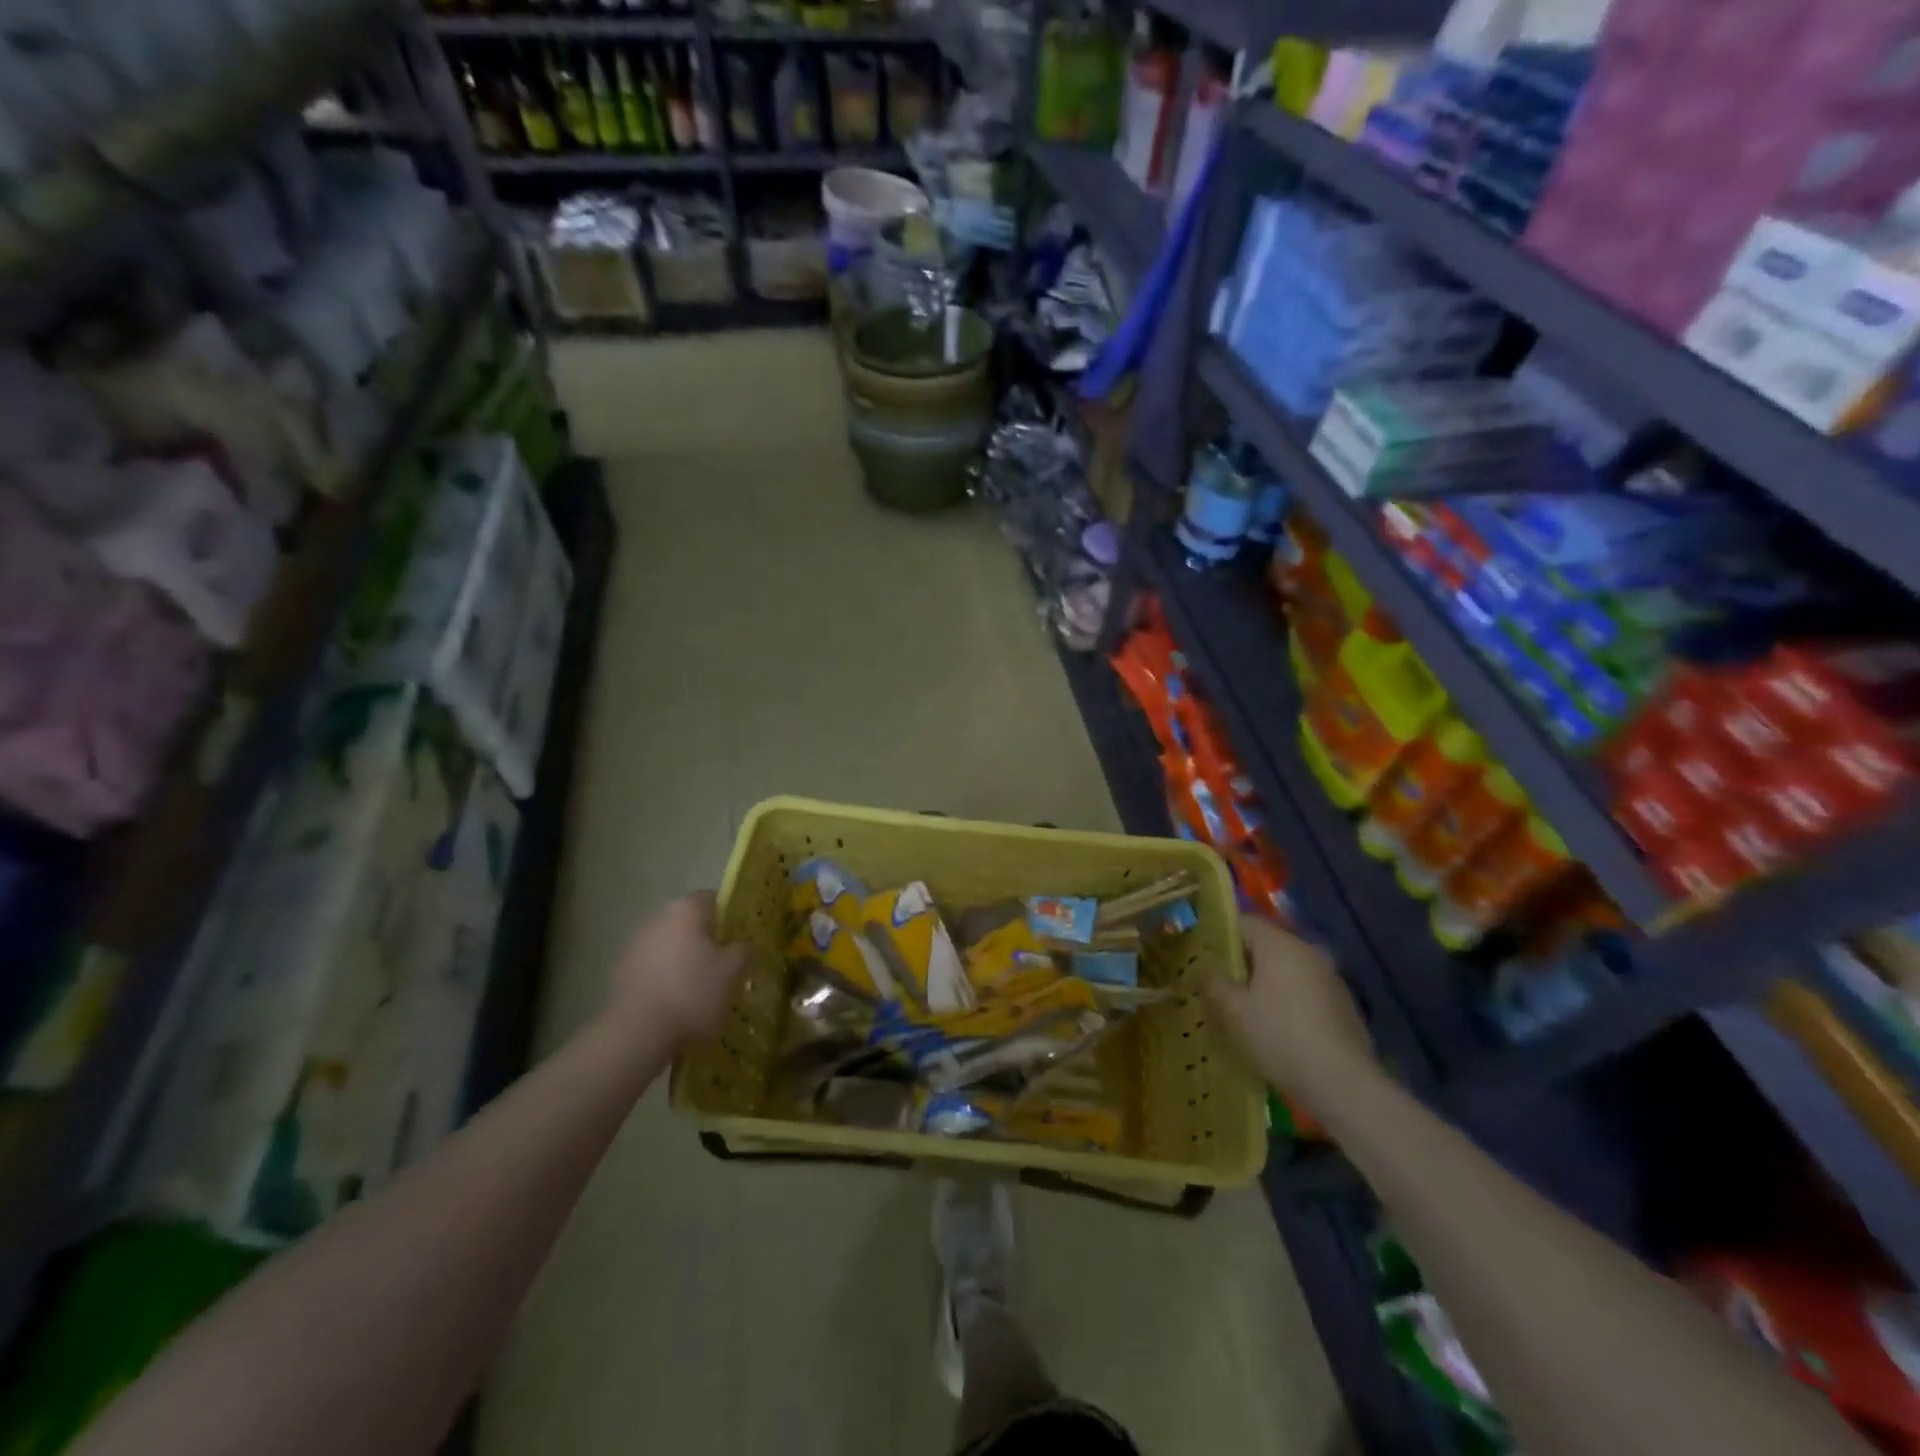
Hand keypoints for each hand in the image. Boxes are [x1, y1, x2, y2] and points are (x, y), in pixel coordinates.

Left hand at [605, 892, 750, 1048]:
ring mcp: (635, 944)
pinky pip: (653, 967)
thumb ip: (744, 951)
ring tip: (702, 989)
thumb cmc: (692, 992)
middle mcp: (658, 918)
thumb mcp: (732, 972)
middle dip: (708, 940)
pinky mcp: (621, 972)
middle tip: (726, 965)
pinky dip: (666, 978)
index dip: (731, 917)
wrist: (637, 1033)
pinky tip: (677, 1003)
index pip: (714, 899)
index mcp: (686, 909)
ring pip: (671, 945)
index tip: (742, 939)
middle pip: (690, 923)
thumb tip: (745, 946)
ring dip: (685, 960)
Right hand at [1206, 916, 1379, 1115]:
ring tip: (1248, 1009)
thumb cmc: (1279, 1037)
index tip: (1205, 956)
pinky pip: (1306, 989)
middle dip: (1243, 961)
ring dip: (1267, 981)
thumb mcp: (1233, 1012)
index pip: (1245, 922)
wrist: (1343, 1084)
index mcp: (1279, 945)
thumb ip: (1214, 983)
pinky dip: (1289, 998)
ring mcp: (1330, 977)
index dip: (1221, 934)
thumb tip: (1206, 967)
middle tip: (1221, 985)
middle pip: (1268, 944)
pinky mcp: (1343, 1003)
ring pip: (1288, 968)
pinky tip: (1279, 1027)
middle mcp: (1307, 951)